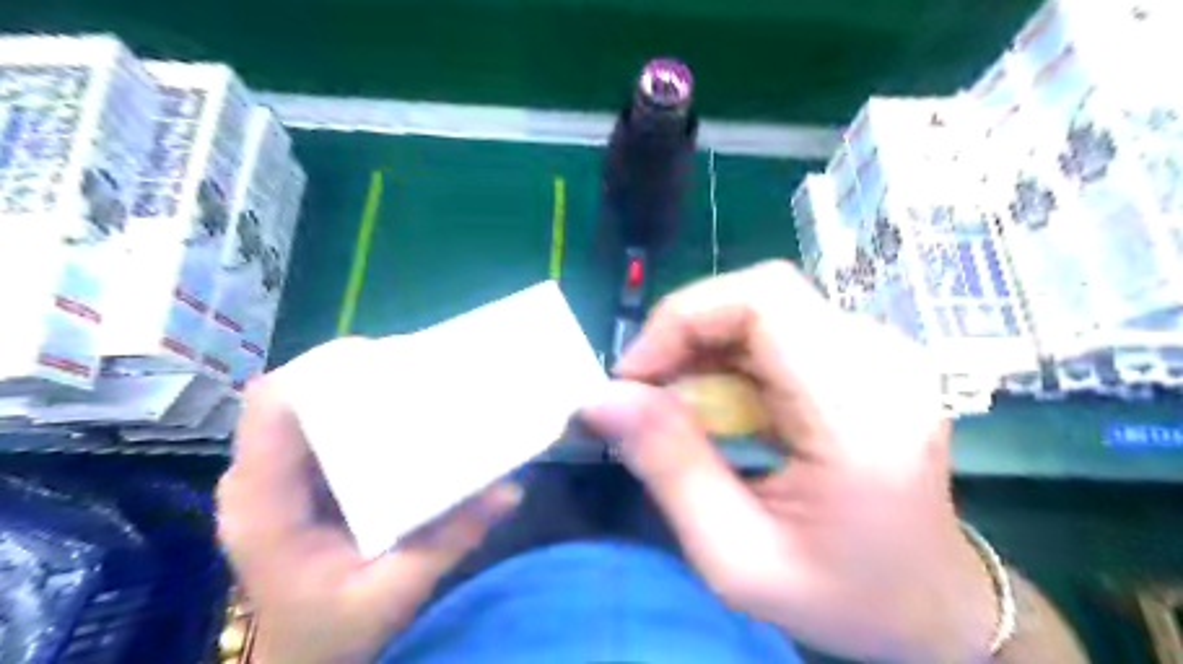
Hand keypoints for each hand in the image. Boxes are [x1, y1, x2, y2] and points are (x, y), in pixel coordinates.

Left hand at [218, 375, 520, 659]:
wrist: (302, 656)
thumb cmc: (334, 631)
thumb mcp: (396, 592)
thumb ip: (449, 540)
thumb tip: (509, 489)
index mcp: (266, 506)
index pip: (272, 411)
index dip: (320, 370)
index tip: (385, 358)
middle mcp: (260, 478)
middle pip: (290, 394)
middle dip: (348, 370)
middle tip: (413, 367)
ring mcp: (274, 473)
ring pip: (302, 401)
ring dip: (353, 383)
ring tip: (411, 379)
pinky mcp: (295, 474)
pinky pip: (316, 420)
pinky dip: (355, 405)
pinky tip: (395, 408)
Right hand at [582, 263, 994, 663]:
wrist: (934, 604)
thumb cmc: (842, 596)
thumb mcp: (736, 555)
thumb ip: (668, 466)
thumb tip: (602, 399)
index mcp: (859, 411)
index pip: (763, 300)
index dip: (683, 319)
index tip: (635, 375)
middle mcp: (882, 361)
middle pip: (762, 294)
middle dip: (687, 332)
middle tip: (648, 390)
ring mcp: (883, 352)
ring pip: (767, 307)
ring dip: (706, 346)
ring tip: (679, 404)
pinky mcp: (869, 356)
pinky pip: (783, 328)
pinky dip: (733, 356)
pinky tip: (721, 403)